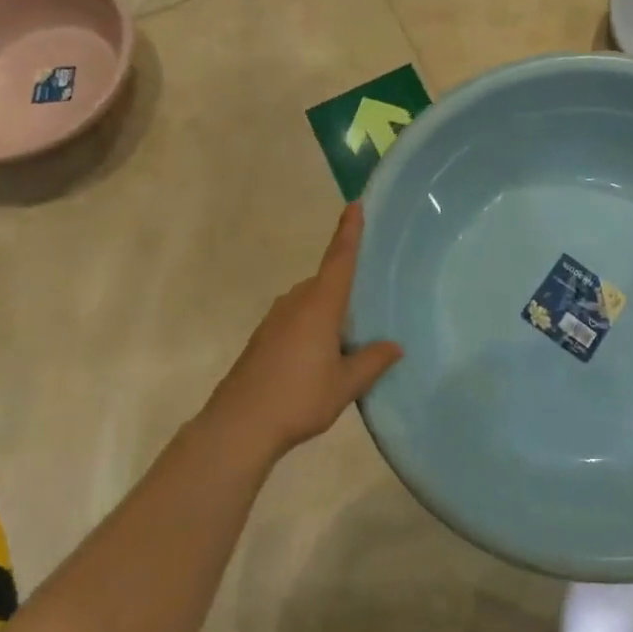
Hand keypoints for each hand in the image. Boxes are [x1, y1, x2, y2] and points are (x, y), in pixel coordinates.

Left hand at [208, 203, 402, 458]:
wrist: (237, 426)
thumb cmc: (298, 398)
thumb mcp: (345, 385)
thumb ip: (372, 361)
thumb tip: (395, 346)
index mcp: (320, 305)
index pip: (339, 259)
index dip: (349, 231)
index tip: (355, 204)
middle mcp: (296, 302)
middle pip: (326, 281)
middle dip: (346, 284)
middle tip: (371, 295)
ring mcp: (275, 319)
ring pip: (310, 302)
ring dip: (329, 309)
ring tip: (350, 334)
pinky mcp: (263, 338)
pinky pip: (297, 318)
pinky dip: (313, 324)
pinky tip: (321, 354)